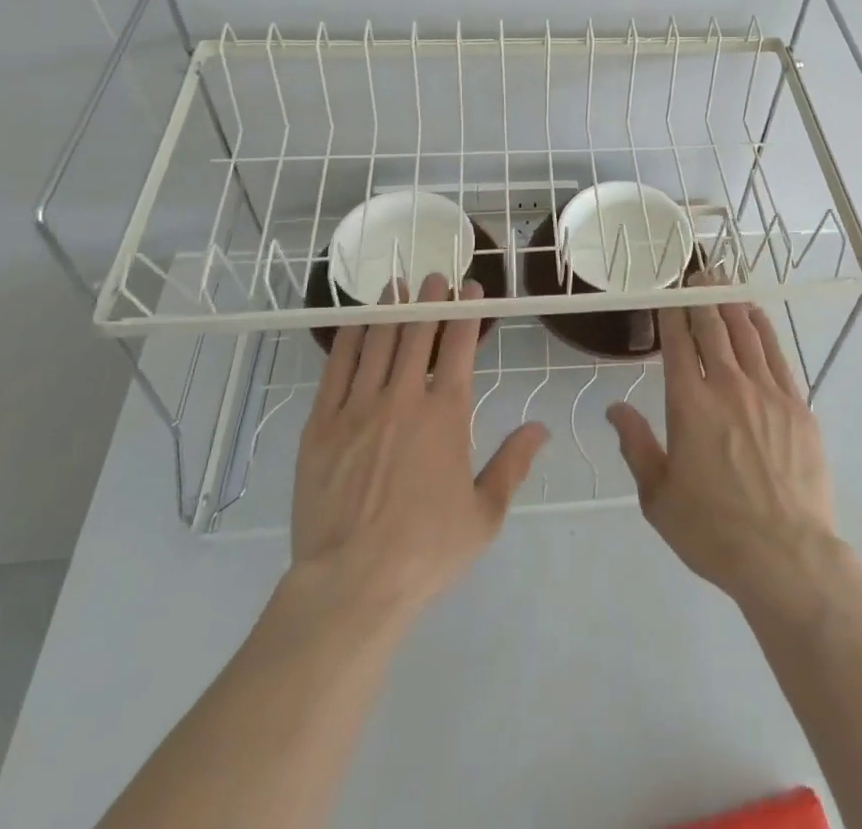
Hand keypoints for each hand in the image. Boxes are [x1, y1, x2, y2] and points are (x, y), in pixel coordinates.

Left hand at [291, 274, 548, 613]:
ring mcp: (358, 408)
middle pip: (417, 333)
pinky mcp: (321, 425)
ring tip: (398, 285)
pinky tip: (357, 322)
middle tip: (434, 276)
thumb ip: (513, 464)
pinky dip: (350, 339)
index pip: (458, 345)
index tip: (469, 288)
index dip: (465, 311)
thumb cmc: (426, 551)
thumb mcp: (485, 515)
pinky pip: (337, 368)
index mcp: (446, 414)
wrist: (351, 584)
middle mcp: (403, 398)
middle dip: (428, 299)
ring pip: (378, 342)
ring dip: (391, 309)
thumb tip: (540, 428)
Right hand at [606, 284, 842, 612]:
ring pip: (746, 332)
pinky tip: (755, 315)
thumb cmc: (713, 530)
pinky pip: (777, 353)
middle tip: (696, 273)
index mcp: (689, 404)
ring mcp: (767, 392)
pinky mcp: (798, 405)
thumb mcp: (658, 497)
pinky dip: (763, 327)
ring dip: (731, 302)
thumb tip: (615, 408)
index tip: (667, 292)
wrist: (786, 557)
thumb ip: (636, 445)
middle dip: (701, 295)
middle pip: (712, 327)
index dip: (671, 311)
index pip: (677, 342)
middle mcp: (727, 386)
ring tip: (722, 282)